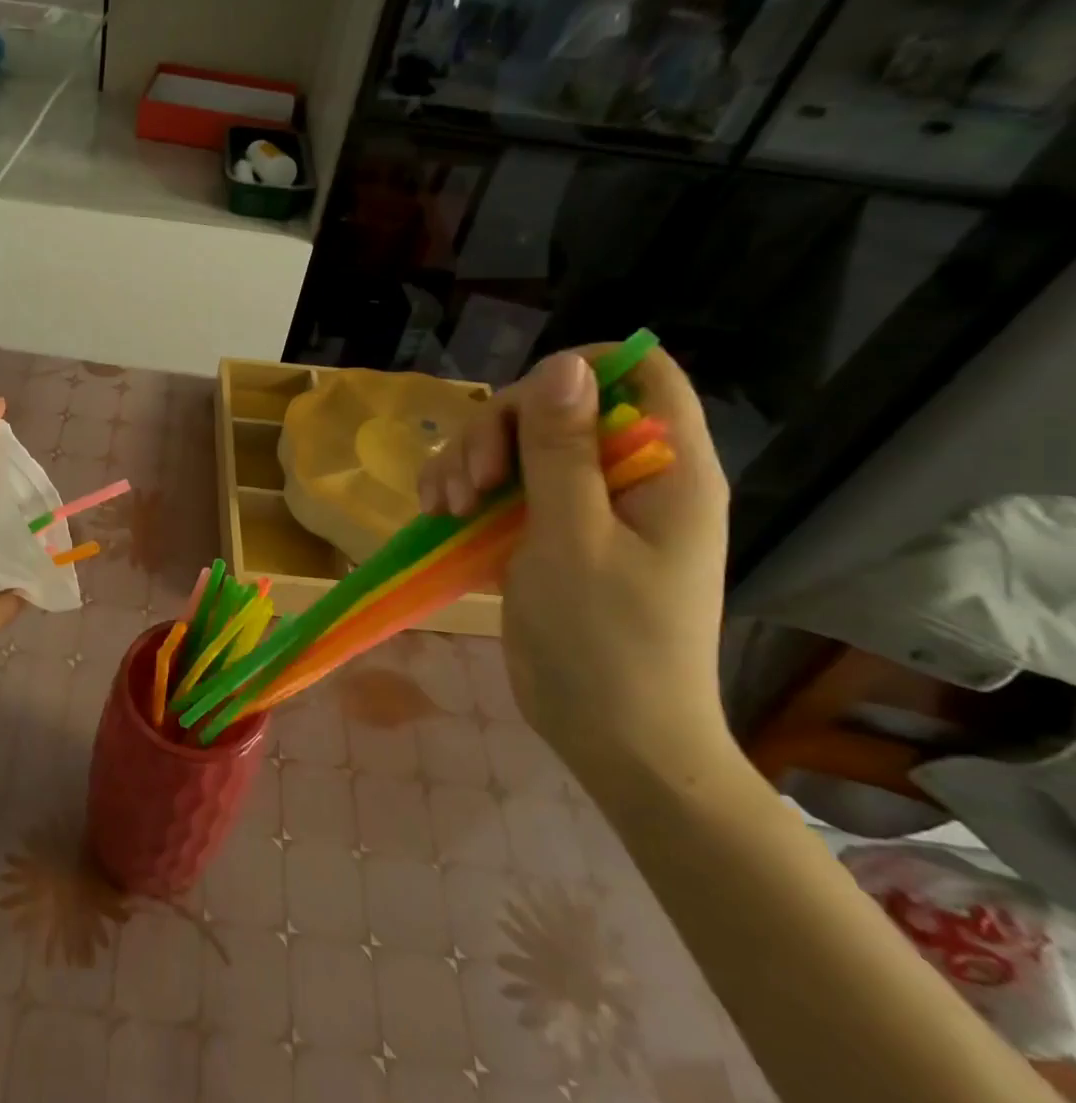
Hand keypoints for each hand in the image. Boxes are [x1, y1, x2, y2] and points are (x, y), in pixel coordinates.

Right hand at [419, 348, 734, 788]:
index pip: (638, 373)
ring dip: (468, 461)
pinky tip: (438, 514)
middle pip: (556, 406)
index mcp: (664, 469)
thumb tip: (563, 364)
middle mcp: (625, 476)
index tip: (518, 408)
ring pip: (515, 443)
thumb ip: (564, 450)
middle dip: (499, 431)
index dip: (578, 370)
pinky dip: (462, 490)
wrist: (612, 738)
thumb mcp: (576, 540)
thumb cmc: (607, 642)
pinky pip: (497, 485)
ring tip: (445, 507)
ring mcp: (582, 506)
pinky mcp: (545, 533)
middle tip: (470, 484)